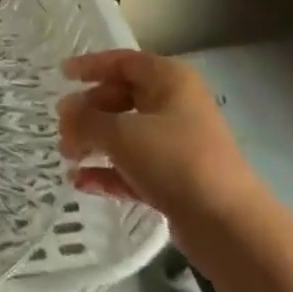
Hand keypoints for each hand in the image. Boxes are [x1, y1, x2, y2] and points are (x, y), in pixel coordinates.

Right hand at [59, 49, 263, 252]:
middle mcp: (175, 105)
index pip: (122, 62)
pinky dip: (110, 172)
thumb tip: (65, 111)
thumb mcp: (122, 134)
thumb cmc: (175, 160)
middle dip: (88, 114)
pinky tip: (82, 183)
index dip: (90, 66)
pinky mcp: (177, 181)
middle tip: (62, 129)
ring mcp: (178, 145)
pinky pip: (135, 167)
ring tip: (67, 158)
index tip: (62, 75)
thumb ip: (87, 120)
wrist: (231, 229)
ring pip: (127, 135)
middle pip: (121, 98)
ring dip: (95, 144)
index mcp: (169, 79)